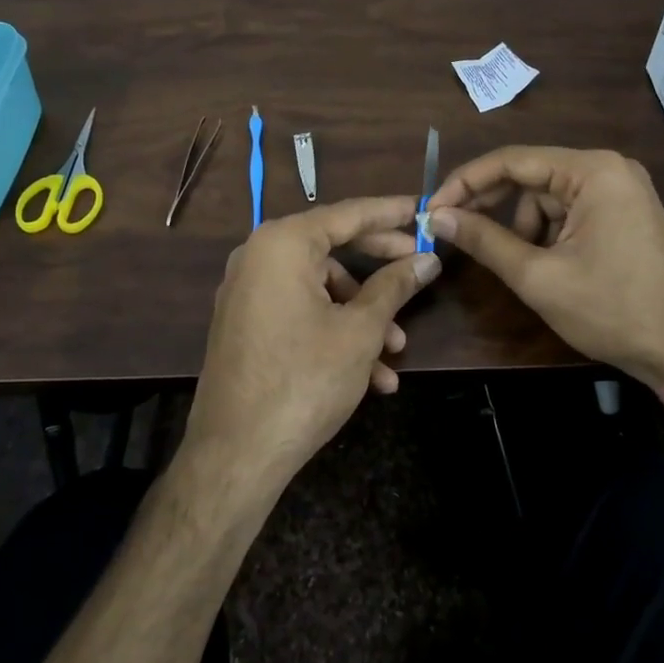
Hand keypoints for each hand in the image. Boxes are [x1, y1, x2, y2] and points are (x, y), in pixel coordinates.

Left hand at [185, 197, 440, 494]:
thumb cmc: (305, 379)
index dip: (390, 212)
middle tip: (419, 268)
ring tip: (396, 351)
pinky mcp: (247, 325)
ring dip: (362, 315)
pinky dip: (334, 332)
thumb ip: (394, 286)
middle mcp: (259, 257)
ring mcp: (248, 292)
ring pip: (320, 289)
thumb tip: (427, 259)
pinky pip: (299, 312)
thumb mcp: (360, 330)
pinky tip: (371, 376)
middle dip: (380, 267)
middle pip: (332, 248)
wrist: (237, 453)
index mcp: (283, 244)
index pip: (347, 214)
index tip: (423, 209)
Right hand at [428, 147, 663, 390]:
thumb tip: (437, 216)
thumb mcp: (539, 277)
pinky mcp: (625, 213)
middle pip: (530, 175)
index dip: (466, 182)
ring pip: (547, 197)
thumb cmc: (612, 310)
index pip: (512, 160)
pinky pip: (570, 211)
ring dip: (522, 226)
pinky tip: (546, 265)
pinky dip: (548, 234)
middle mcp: (608, 168)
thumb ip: (484, 240)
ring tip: (521, 266)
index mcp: (592, 171)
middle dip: (491, 204)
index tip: (432, 208)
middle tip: (452, 229)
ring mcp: (621, 190)